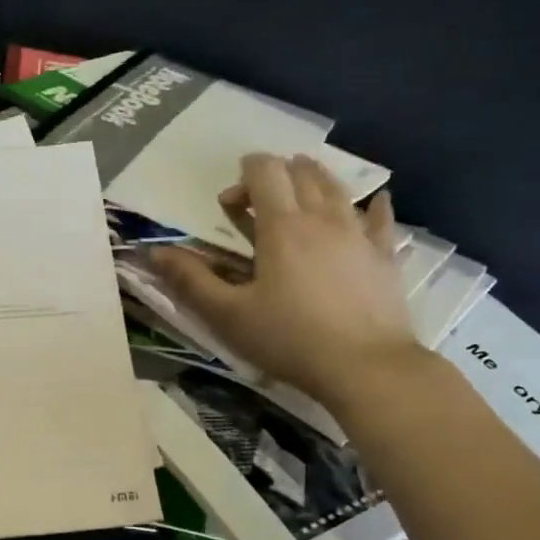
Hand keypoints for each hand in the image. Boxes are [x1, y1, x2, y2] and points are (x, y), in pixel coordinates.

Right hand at [151, 152, 421, 408]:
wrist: (363, 365)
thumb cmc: (288, 339)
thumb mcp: (228, 315)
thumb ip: (191, 281)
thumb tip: (155, 251)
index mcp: (282, 227)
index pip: (265, 173)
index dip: (245, 173)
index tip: (229, 199)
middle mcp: (323, 218)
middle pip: (302, 173)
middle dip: (278, 173)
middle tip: (259, 196)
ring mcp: (359, 234)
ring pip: (338, 189)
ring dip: (316, 179)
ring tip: (304, 185)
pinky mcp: (384, 256)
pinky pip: (381, 219)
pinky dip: (374, 206)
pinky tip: (376, 202)